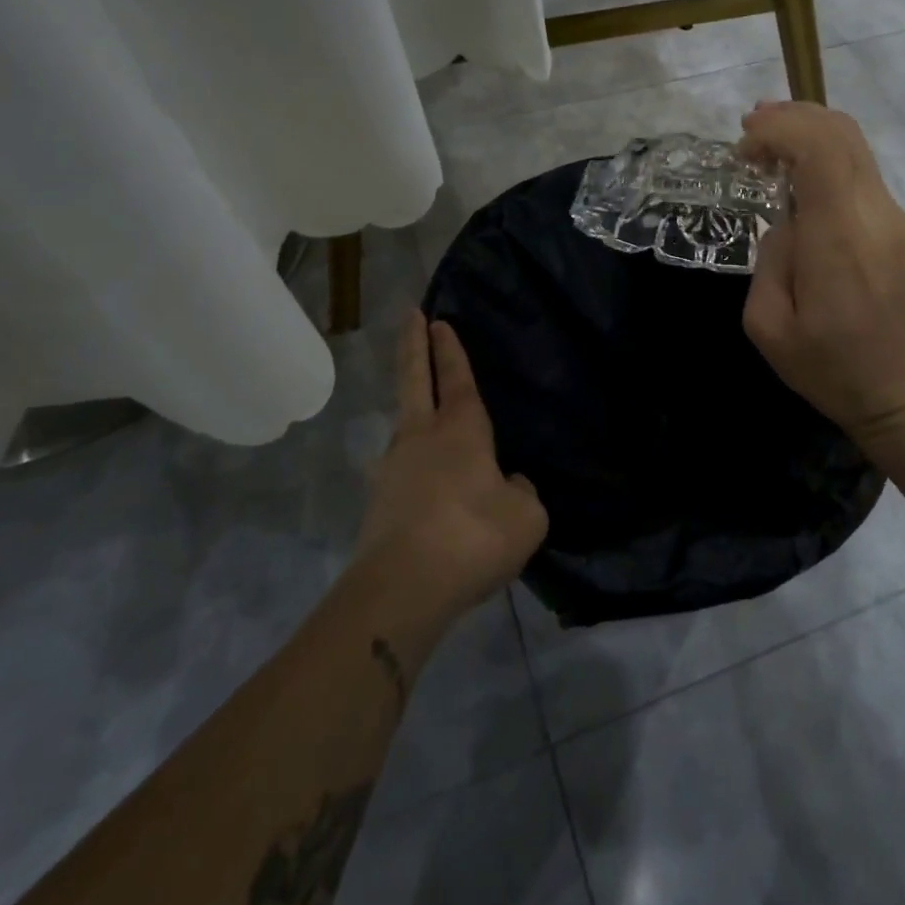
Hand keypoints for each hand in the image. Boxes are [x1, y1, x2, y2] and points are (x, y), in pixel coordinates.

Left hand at [354, 311, 547, 613]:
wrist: (403, 588)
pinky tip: (427, 485)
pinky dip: (413, 463)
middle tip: (410, 316)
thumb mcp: (526, 516)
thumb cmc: (474, 537)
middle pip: (415, 380)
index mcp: (461, 430)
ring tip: (424, 409)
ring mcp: (393, 468)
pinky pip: (402, 469)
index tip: (438, 320)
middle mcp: (422, 438)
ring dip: (412, 405)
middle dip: (414, 345)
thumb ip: (521, 492)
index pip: (457, 378)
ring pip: (404, 424)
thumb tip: (508, 484)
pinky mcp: (378, 502)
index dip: (450, 349)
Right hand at [738, 102, 904, 454]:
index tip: (743, 145)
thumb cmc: (831, 368)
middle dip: (793, 116)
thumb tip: (787, 224)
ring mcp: (895, 219)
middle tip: (751, 126)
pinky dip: (827, 157)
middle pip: (842, 133)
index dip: (779, 129)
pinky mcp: (901, 230)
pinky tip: (799, 177)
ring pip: (856, 147)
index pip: (819, 147)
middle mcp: (875, 213)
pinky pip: (862, 173)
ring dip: (811, 132)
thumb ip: (770, 258)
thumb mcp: (769, 325)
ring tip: (769, 143)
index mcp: (840, 235)